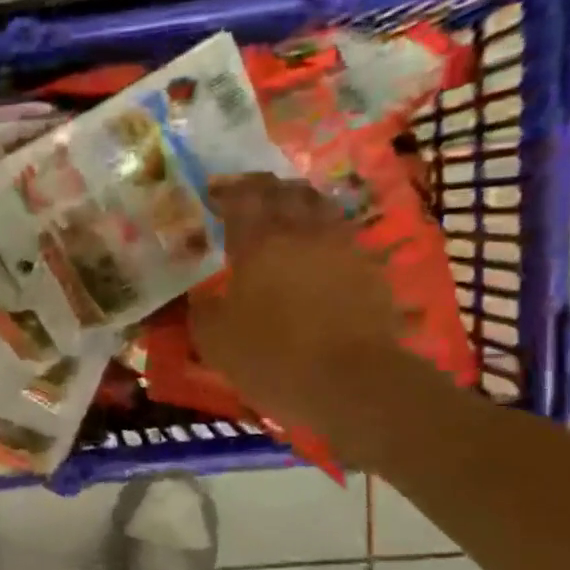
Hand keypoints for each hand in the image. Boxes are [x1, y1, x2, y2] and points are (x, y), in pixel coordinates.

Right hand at [189, 174, 406, 434]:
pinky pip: (341, 232)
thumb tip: (200, 294)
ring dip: (296, 201)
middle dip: (261, 188)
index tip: (211, 194)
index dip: (224, 191)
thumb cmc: (271, 357)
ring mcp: (341, 245)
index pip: (241, 197)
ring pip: (319, 204)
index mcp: (258, 242)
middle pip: (284, 190)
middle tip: (244, 197)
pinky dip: (322, 229)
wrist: (352, 381)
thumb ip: (201, 308)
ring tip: (281, 214)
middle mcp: (302, 231)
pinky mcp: (369, 266)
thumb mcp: (213, 339)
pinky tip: (313, 247)